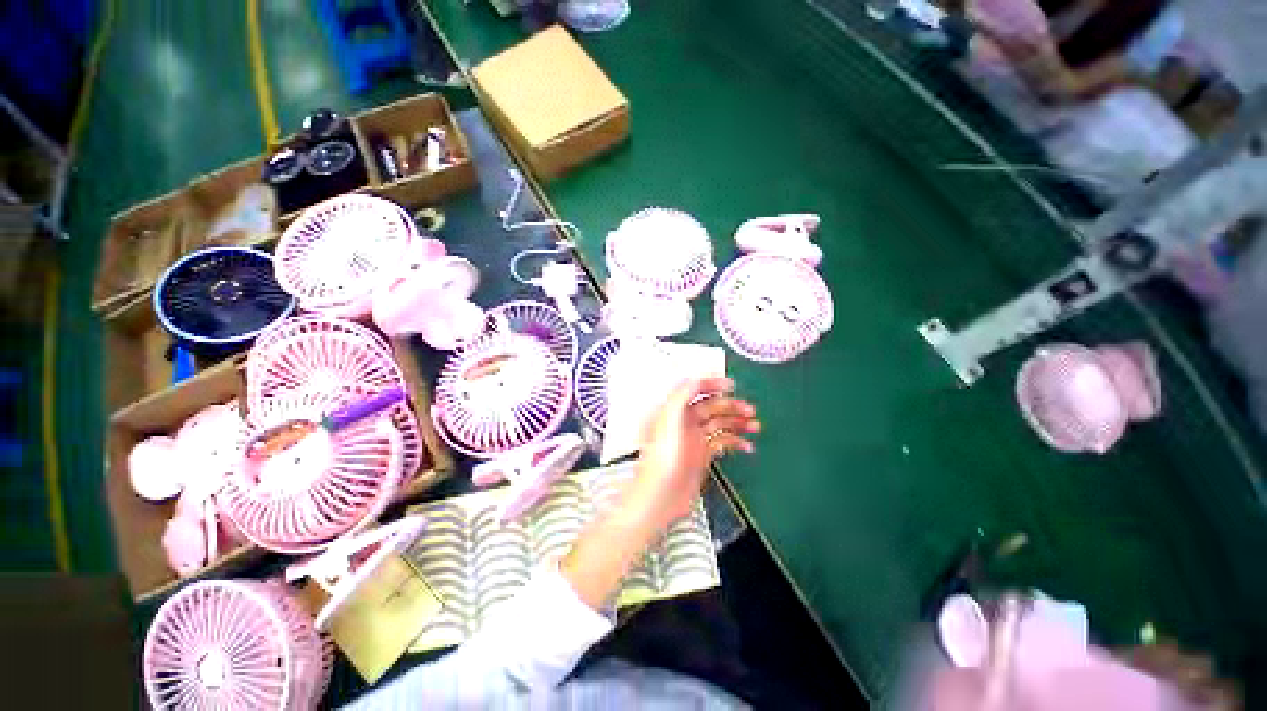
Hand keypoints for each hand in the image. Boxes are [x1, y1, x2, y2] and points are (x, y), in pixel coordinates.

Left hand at [625, 377, 759, 531]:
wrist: (660, 497)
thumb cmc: (662, 459)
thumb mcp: (668, 420)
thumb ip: (681, 395)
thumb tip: (696, 378)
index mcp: (673, 410)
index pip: (694, 389)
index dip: (712, 384)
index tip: (732, 385)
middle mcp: (683, 421)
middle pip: (711, 406)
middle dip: (731, 405)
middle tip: (751, 410)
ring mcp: (694, 439)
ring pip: (719, 423)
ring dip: (738, 422)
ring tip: (755, 426)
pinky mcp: (702, 455)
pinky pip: (722, 442)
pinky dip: (736, 442)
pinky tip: (747, 446)